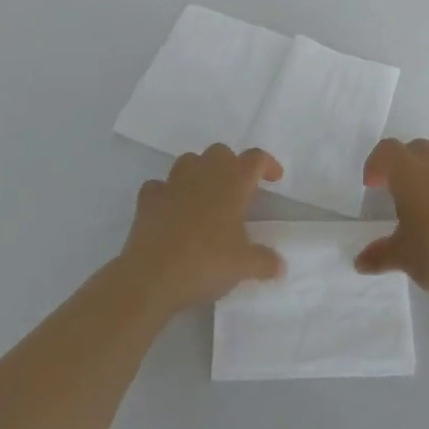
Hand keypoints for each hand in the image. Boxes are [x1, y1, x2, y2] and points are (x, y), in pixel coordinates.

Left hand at [120, 145, 284, 312]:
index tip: (274, 179)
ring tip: (205, 196)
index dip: (267, 165)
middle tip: (237, 190)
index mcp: (233, 183)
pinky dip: (166, 194)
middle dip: (231, 164)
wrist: (152, 276)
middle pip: (221, 152)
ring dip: (199, 172)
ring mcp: (172, 183)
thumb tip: (280, 266)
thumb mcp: (244, 266)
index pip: (256, 159)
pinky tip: (171, 210)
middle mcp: (203, 174)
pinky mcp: (148, 199)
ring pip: (189, 161)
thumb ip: (265, 261)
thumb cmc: (206, 263)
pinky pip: (159, 186)